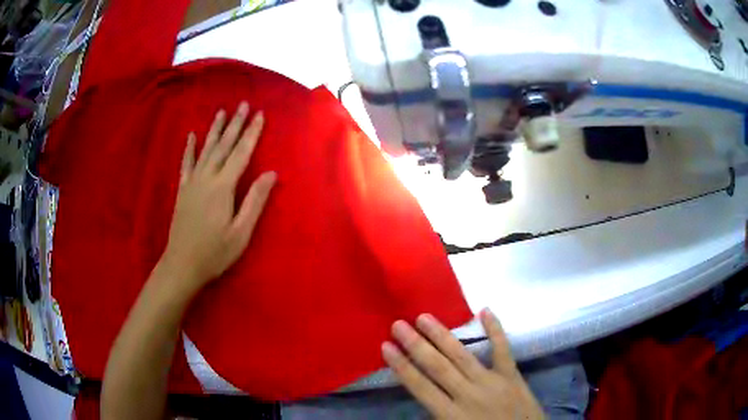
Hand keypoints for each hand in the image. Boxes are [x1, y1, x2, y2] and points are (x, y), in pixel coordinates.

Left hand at [160, 102, 276, 294]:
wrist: (182, 265)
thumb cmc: (215, 253)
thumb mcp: (241, 233)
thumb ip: (255, 201)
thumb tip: (271, 173)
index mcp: (223, 187)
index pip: (241, 153)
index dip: (251, 133)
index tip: (260, 115)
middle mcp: (206, 178)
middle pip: (223, 146)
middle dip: (235, 124)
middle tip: (243, 104)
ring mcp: (192, 182)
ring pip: (205, 149)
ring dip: (215, 130)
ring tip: (222, 112)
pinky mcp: (182, 190)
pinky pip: (186, 163)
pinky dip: (189, 148)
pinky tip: (192, 135)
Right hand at [382, 310, 543, 419]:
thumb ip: (436, 416)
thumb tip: (422, 394)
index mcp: (451, 415)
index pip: (420, 387)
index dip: (402, 366)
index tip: (386, 347)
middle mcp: (468, 395)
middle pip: (437, 367)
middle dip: (416, 345)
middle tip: (398, 324)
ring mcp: (492, 382)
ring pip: (462, 356)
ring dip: (442, 336)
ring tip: (424, 317)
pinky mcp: (512, 375)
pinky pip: (503, 350)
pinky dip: (495, 330)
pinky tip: (485, 311)